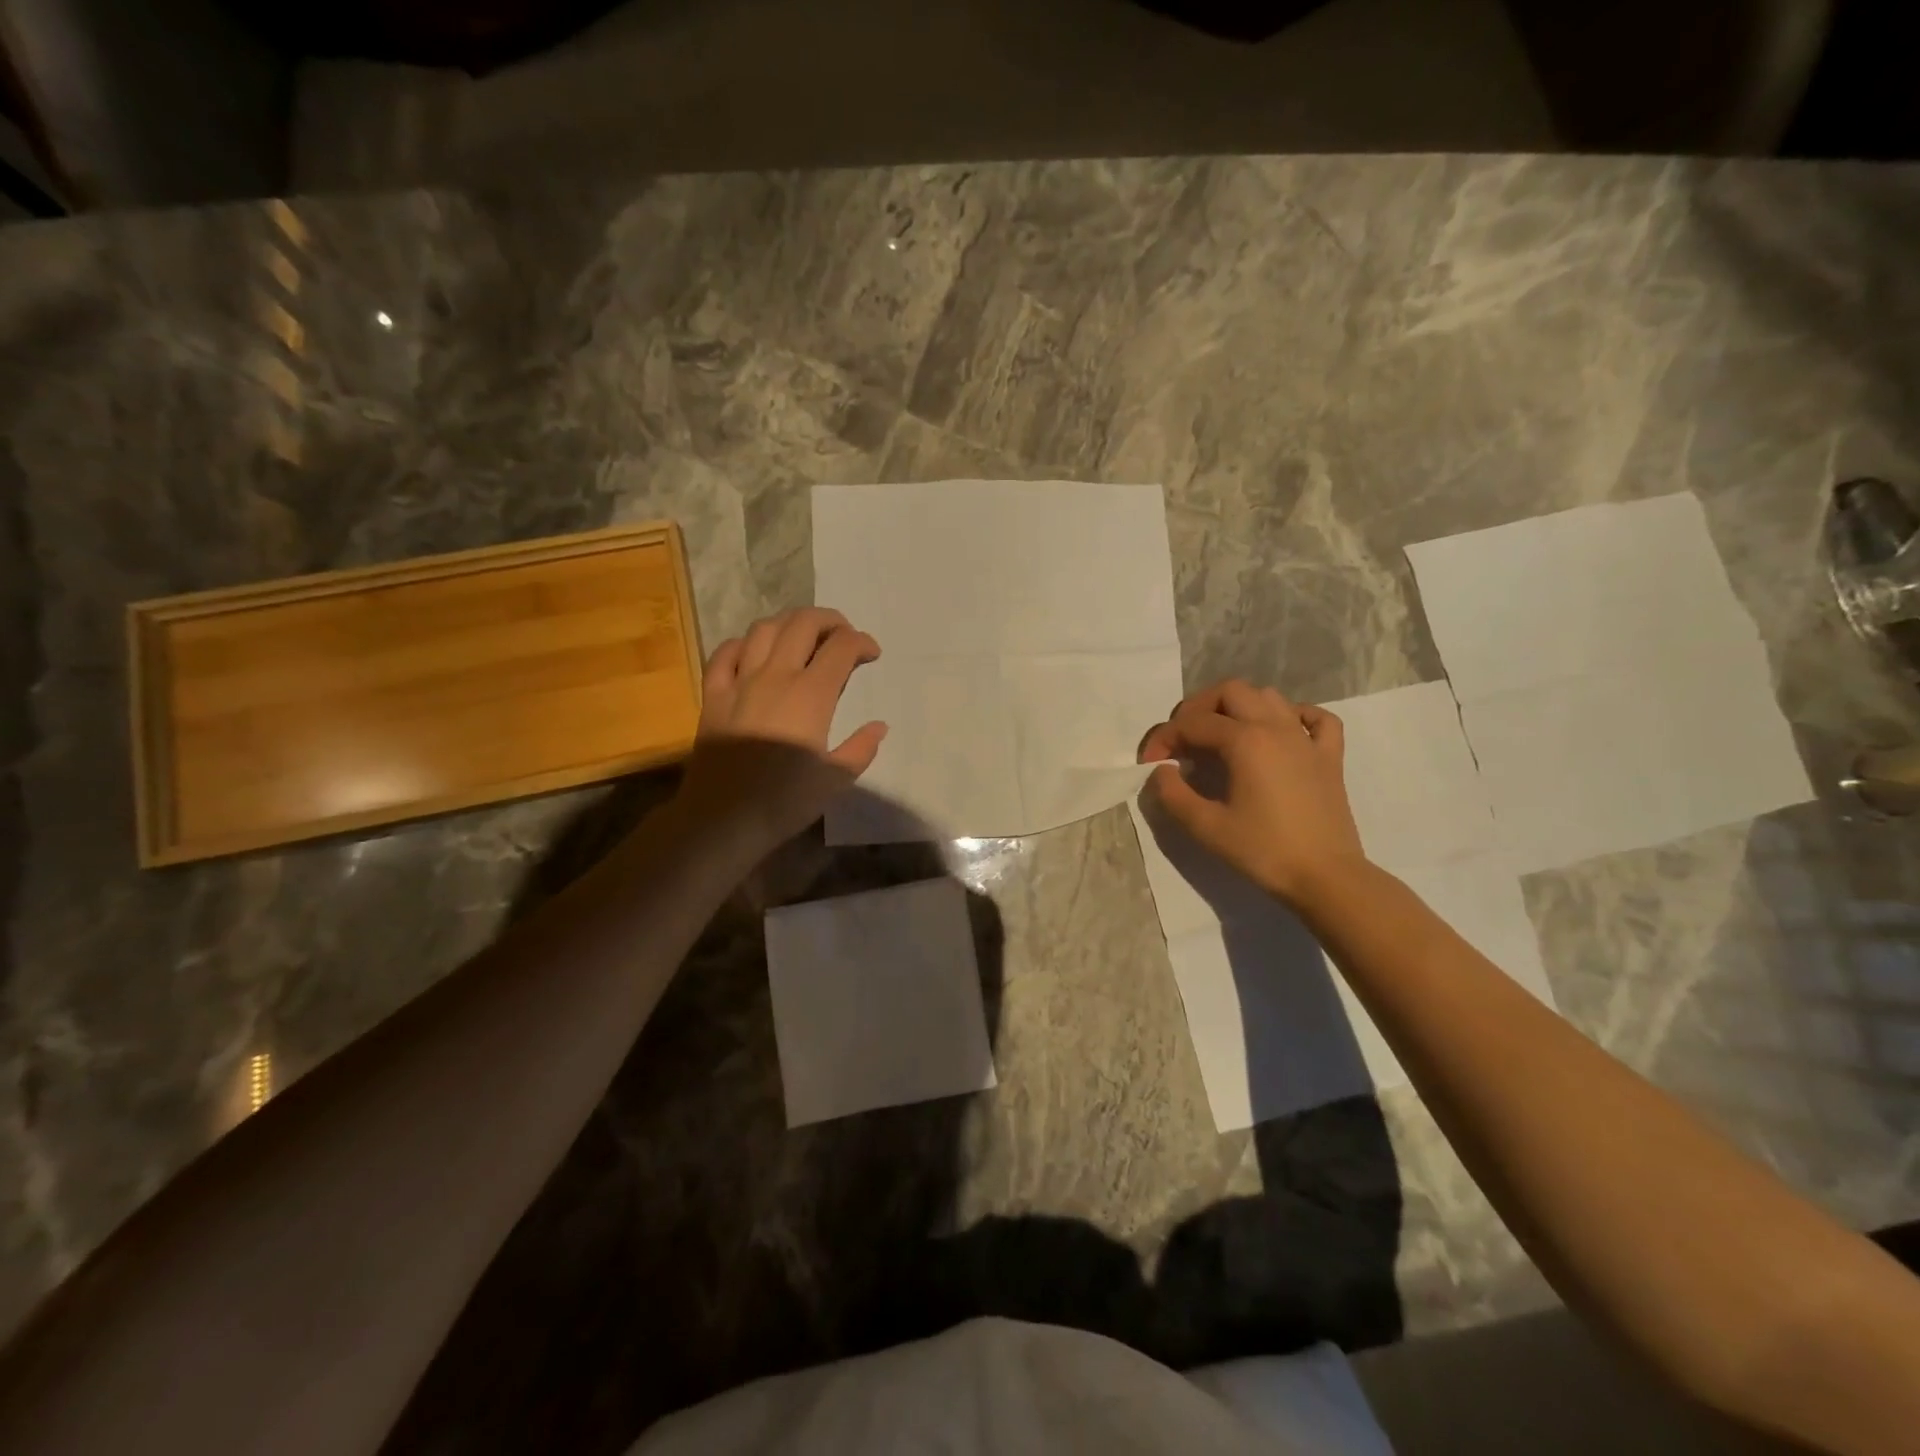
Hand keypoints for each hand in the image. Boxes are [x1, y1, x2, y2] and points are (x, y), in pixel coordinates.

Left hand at [675, 609, 886, 849]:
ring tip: (803, 637)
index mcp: (811, 695)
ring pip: (764, 629)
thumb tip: (879, 726)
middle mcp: (776, 676)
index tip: (871, 654)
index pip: (841, 647)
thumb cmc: (785, 801)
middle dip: (830, 620)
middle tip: (843, 636)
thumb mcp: (836, 779)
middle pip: (803, 623)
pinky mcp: (712, 695)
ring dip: (789, 624)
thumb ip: (861, 748)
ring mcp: (739, 681)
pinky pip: (724, 653)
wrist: (723, 818)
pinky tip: (754, 653)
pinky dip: (744, 643)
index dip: (861, 642)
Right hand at [1138, 679, 1367, 908]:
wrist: (1326, 878)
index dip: (1164, 738)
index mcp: (1245, 741)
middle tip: (1182, 739)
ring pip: (1269, 697)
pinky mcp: (1329, 757)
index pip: (1192, 724)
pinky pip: (1316, 719)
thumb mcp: (1205, 827)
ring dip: (1239, 706)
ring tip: (1222, 734)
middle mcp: (1276, 727)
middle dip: (1198, 708)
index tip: (1150, 764)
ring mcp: (1306, 740)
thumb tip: (1161, 771)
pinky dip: (1294, 715)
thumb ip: (1173, 794)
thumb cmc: (1263, 851)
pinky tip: (1280, 732)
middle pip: (1230, 692)